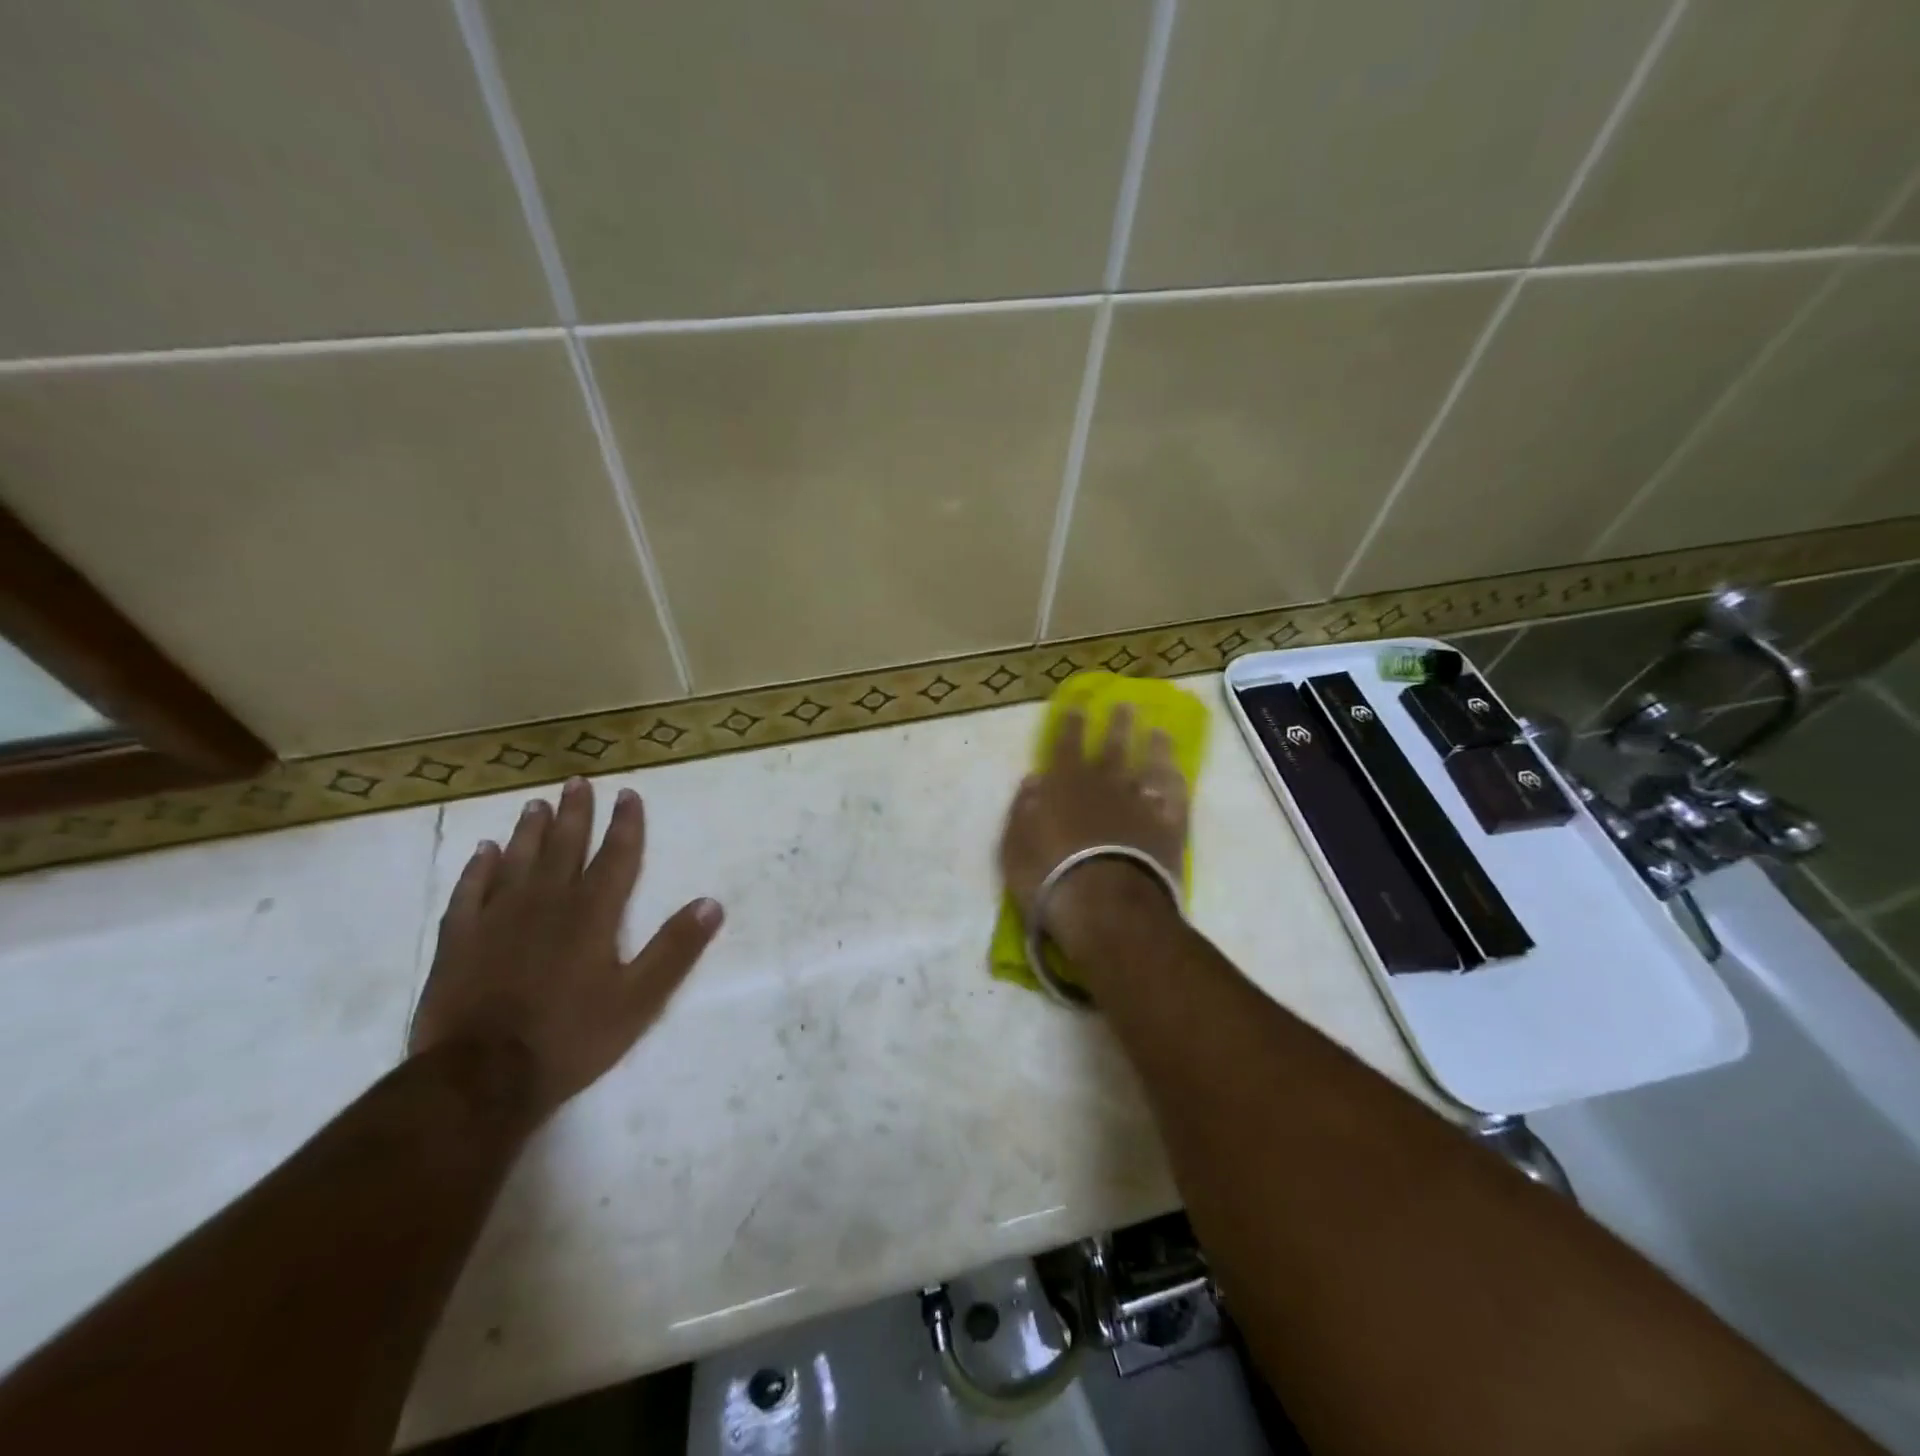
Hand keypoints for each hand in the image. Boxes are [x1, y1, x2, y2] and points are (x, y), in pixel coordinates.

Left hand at [410, 777, 722, 1123]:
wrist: (479, 1077)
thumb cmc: (570, 1038)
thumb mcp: (639, 1000)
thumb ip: (674, 949)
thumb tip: (712, 903)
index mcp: (591, 914)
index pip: (615, 857)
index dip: (625, 824)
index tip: (628, 794)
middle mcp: (545, 904)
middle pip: (563, 848)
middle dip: (575, 814)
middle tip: (576, 782)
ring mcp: (496, 920)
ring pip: (516, 861)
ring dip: (529, 831)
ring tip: (536, 805)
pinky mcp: (458, 942)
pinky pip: (469, 893)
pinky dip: (478, 869)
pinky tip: (483, 852)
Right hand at [999, 705, 1188, 960]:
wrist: (1105, 906)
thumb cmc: (1049, 877)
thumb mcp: (1015, 846)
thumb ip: (1023, 809)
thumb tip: (1034, 778)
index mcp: (1065, 785)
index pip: (1067, 745)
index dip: (1072, 723)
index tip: (1079, 704)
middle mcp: (1105, 785)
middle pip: (1112, 748)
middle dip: (1117, 725)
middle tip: (1126, 704)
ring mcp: (1141, 804)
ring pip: (1149, 767)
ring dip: (1153, 748)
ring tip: (1159, 732)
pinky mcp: (1168, 827)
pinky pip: (1175, 797)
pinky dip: (1176, 783)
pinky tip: (1178, 773)